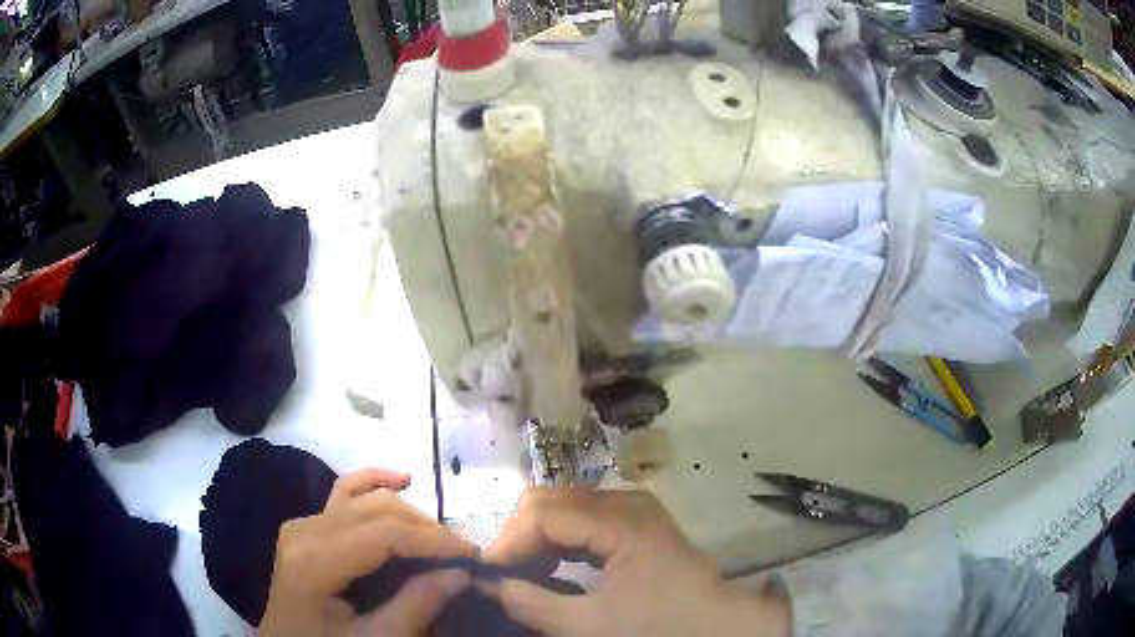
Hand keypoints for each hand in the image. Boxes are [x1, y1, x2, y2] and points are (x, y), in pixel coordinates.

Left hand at [258, 468, 476, 635]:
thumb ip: (415, 606)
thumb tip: (461, 573)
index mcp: (314, 559)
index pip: (383, 534)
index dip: (433, 541)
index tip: (474, 557)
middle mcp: (305, 529)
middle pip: (376, 510)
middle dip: (426, 530)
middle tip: (464, 556)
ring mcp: (303, 523)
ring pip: (365, 499)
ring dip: (409, 515)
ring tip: (442, 541)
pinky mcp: (307, 526)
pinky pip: (343, 494)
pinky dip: (374, 483)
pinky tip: (402, 479)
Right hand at [483, 489, 789, 636]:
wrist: (717, 625)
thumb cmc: (659, 626)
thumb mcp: (589, 626)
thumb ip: (532, 604)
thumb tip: (490, 584)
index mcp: (620, 521)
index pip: (543, 514)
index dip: (508, 541)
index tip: (487, 572)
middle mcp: (625, 501)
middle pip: (551, 501)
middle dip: (519, 536)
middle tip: (503, 574)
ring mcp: (633, 508)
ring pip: (565, 507)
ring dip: (537, 538)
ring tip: (522, 573)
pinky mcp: (635, 522)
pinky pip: (583, 519)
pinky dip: (560, 540)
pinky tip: (550, 567)